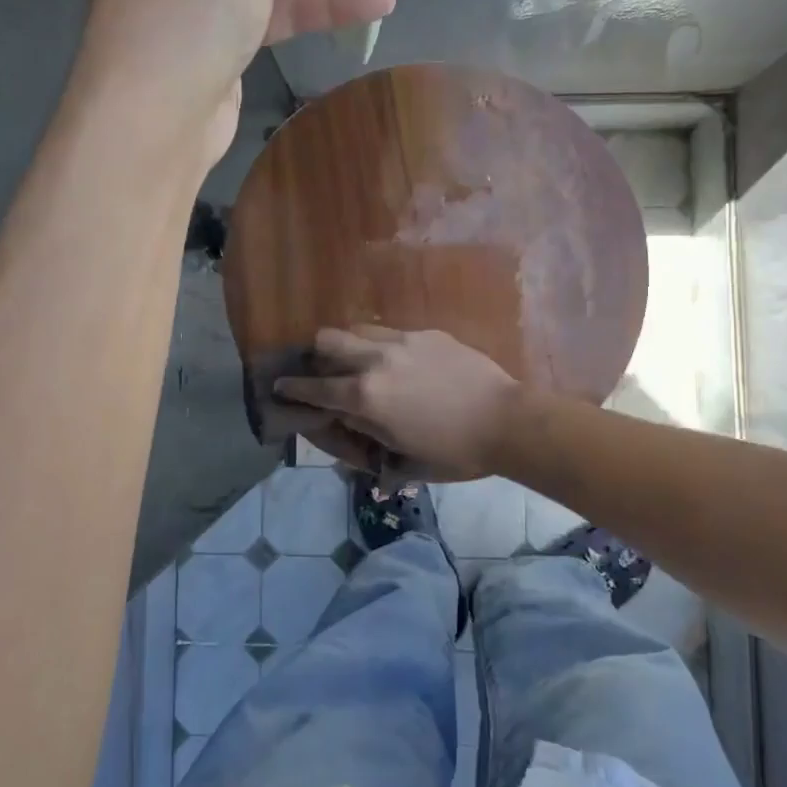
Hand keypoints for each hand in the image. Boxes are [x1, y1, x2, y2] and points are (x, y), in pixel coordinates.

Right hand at [273, 327, 520, 481]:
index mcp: (365, 396)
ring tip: (359, 359)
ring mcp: (402, 341)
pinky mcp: (427, 333)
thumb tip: (351, 422)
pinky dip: (382, 344)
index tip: (280, 386)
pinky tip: (400, 360)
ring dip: (349, 343)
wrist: (506, 421)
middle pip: (328, 340)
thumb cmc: (454, 452)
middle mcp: (375, 361)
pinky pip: (391, 332)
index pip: (315, 388)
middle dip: (317, 354)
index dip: (293, 388)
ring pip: (358, 329)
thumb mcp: (404, 457)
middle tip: (323, 369)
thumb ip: (369, 435)